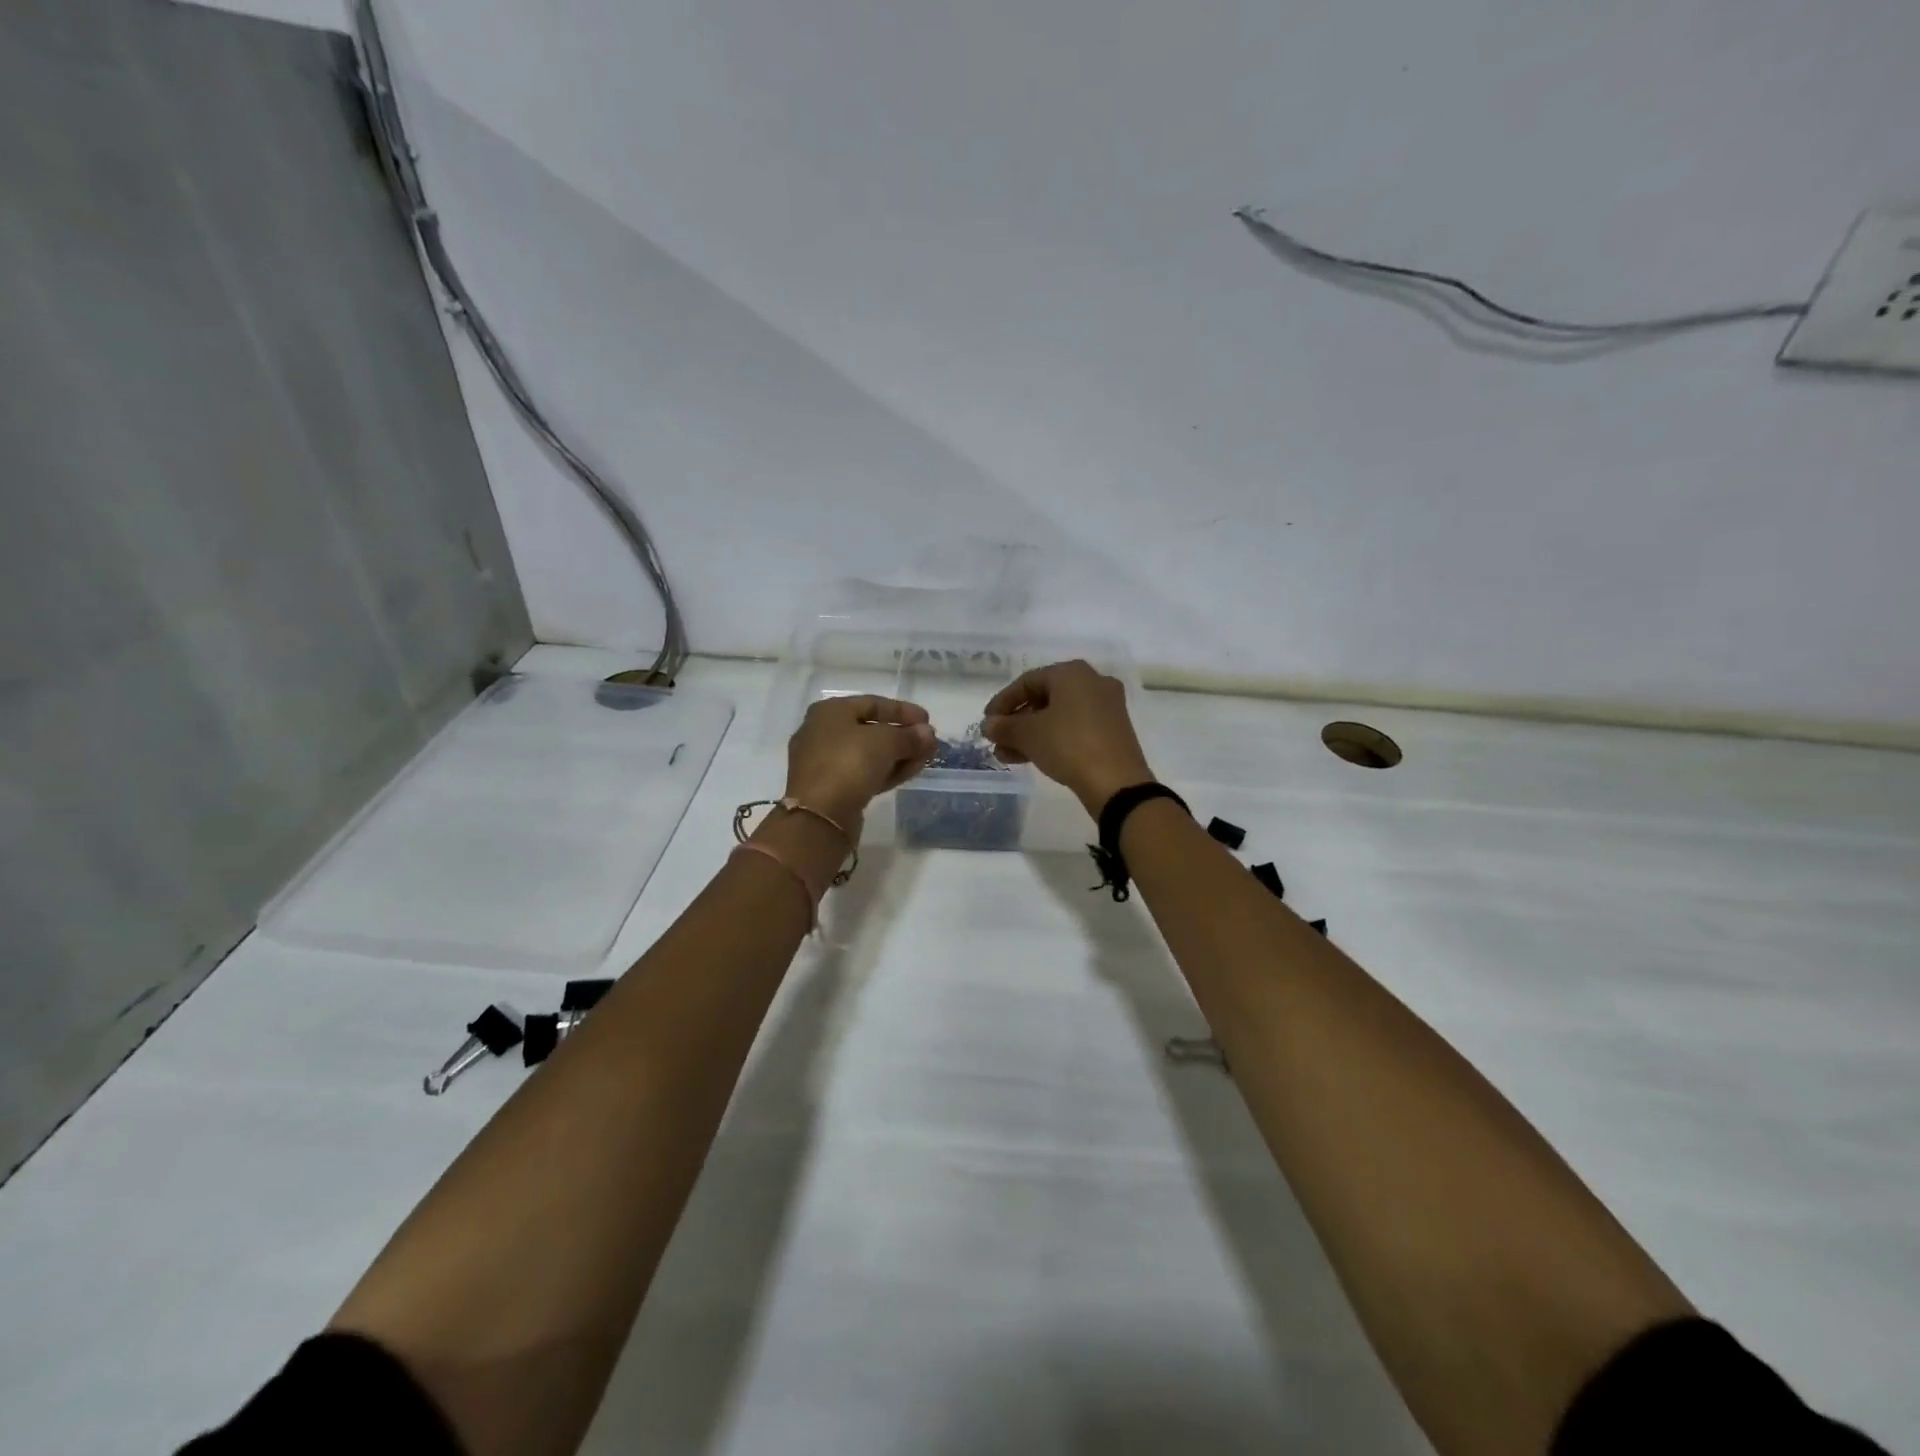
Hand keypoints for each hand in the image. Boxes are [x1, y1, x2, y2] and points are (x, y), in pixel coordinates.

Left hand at [785, 695, 936, 832]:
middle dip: (903, 735)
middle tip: (929, 743)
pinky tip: (909, 772)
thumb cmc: (849, 763)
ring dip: (899, 754)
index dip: (903, 710)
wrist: (819, 815)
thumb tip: (927, 734)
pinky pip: (864, 773)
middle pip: (871, 729)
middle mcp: (823, 732)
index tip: (928, 720)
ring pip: (869, 753)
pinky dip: (887, 771)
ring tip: (925, 759)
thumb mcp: (885, 742)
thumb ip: (909, 736)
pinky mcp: (832, 788)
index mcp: (830, 711)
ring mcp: (825, 762)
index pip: (873, 703)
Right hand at [981, 660, 1154, 813]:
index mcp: (1072, 673)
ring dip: (1030, 734)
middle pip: (1044, 698)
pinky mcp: (1113, 730)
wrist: (1116, 782)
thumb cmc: (1068, 745)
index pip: (1027, 681)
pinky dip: (1052, 739)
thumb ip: (1004, 726)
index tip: (987, 722)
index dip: (1002, 702)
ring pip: (1058, 716)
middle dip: (1017, 722)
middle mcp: (1092, 682)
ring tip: (1007, 756)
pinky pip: (1074, 728)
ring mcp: (1106, 707)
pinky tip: (1031, 758)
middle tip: (997, 741)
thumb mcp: (1029, 735)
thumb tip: (988, 725)